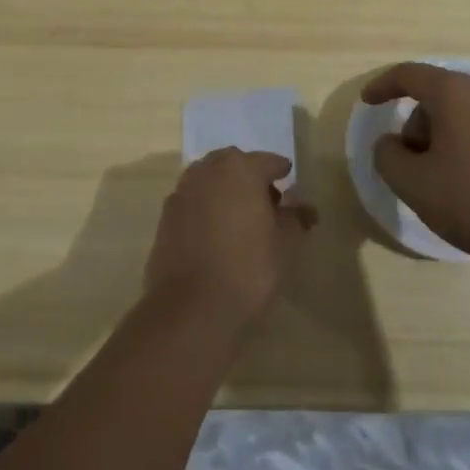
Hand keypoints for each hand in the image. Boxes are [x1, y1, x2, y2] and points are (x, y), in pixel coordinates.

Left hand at [145, 148, 317, 336]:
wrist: (190, 308)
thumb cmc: (248, 269)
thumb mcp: (285, 244)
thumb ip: (295, 218)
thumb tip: (304, 206)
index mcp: (240, 169)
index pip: (268, 161)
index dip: (281, 172)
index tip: (289, 182)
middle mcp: (207, 171)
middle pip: (234, 164)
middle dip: (250, 177)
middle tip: (267, 202)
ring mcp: (182, 192)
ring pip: (210, 180)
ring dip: (226, 191)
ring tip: (241, 219)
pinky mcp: (166, 217)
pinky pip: (193, 202)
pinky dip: (206, 208)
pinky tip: (216, 233)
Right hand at [361, 63, 469, 264]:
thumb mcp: (414, 184)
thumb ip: (388, 156)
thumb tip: (391, 143)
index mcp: (454, 92)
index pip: (408, 75)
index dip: (382, 86)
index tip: (368, 102)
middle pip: (437, 95)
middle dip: (416, 125)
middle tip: (412, 165)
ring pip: (463, 112)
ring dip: (444, 137)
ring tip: (444, 179)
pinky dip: (469, 144)